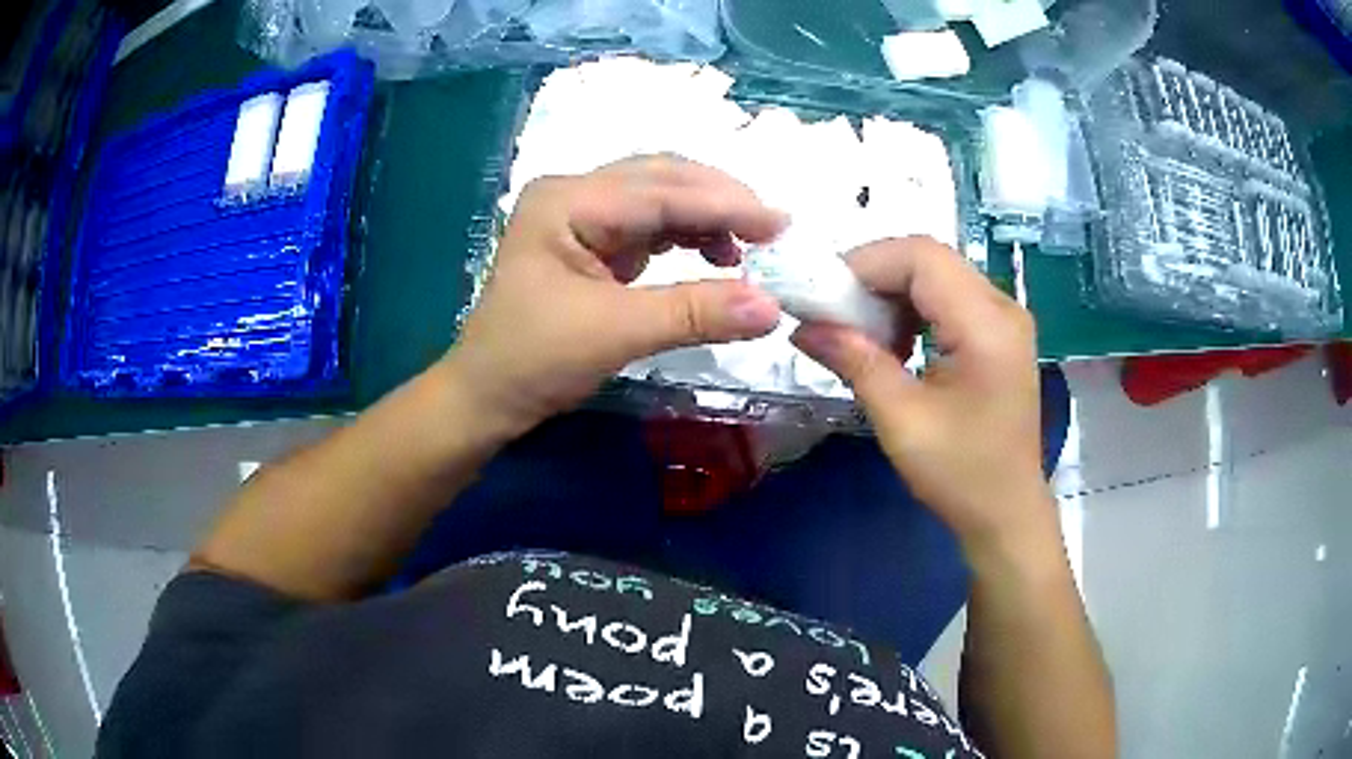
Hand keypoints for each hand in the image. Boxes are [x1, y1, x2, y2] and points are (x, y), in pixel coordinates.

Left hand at [443, 156, 785, 437]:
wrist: (486, 397)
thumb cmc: (533, 361)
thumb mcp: (615, 333)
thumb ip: (695, 314)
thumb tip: (773, 307)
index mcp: (567, 201)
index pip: (661, 190)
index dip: (726, 204)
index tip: (782, 224)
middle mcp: (574, 194)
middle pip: (662, 179)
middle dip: (719, 201)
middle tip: (772, 231)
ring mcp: (581, 216)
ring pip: (659, 198)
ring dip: (706, 217)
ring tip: (747, 249)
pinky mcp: (591, 242)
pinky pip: (650, 226)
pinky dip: (687, 237)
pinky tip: (711, 256)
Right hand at [791, 237, 1053, 555]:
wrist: (1007, 512)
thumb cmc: (961, 475)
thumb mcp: (902, 421)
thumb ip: (856, 363)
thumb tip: (805, 327)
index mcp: (986, 326)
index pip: (921, 257)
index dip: (866, 264)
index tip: (823, 296)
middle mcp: (1003, 306)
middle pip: (929, 258)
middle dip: (875, 276)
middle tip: (835, 312)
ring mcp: (1005, 318)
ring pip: (937, 273)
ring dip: (892, 292)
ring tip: (861, 330)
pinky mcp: (999, 333)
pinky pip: (949, 297)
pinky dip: (913, 308)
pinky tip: (895, 343)